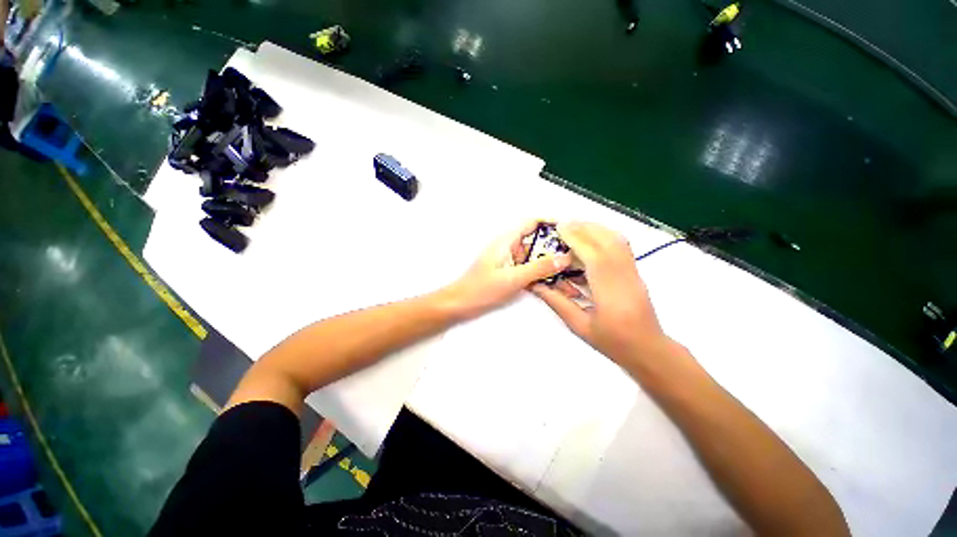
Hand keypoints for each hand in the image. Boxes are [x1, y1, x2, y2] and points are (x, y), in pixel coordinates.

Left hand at [439, 220, 571, 319]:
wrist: (460, 305)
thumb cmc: (481, 289)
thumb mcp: (512, 278)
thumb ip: (538, 268)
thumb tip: (564, 258)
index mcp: (507, 241)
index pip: (531, 223)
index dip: (551, 223)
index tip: (570, 230)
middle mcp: (509, 248)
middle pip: (537, 241)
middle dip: (556, 248)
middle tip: (577, 257)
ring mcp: (510, 261)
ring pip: (535, 258)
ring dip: (551, 265)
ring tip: (572, 275)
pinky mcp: (510, 273)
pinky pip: (530, 270)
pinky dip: (542, 275)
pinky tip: (556, 285)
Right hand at [532, 222, 668, 362]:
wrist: (648, 349)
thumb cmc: (613, 342)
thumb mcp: (579, 326)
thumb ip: (557, 302)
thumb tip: (536, 284)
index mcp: (610, 294)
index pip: (594, 257)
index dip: (577, 239)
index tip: (560, 228)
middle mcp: (625, 278)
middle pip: (608, 242)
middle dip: (585, 228)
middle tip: (564, 224)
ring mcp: (634, 273)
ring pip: (618, 241)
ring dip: (596, 229)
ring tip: (576, 227)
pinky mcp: (636, 272)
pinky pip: (622, 246)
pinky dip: (606, 235)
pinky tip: (592, 238)